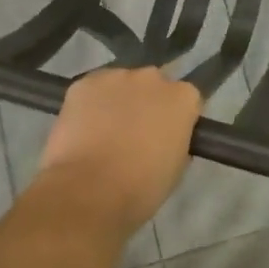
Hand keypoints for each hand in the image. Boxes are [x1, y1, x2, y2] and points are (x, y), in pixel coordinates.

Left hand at [32, 67, 199, 236]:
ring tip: (104, 132)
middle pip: (153, 85)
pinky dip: (89, 105)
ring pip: (120, 84)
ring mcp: (116, 76)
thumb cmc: (141, 187)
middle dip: (147, 103)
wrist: (89, 190)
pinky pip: (91, 90)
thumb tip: (165, 138)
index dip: (176, 118)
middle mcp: (153, 77)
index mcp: (183, 98)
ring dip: (117, 101)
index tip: (167, 136)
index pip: (187, 99)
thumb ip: (175, 141)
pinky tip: (82, 129)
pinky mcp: (83, 83)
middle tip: (135, 133)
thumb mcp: (176, 168)